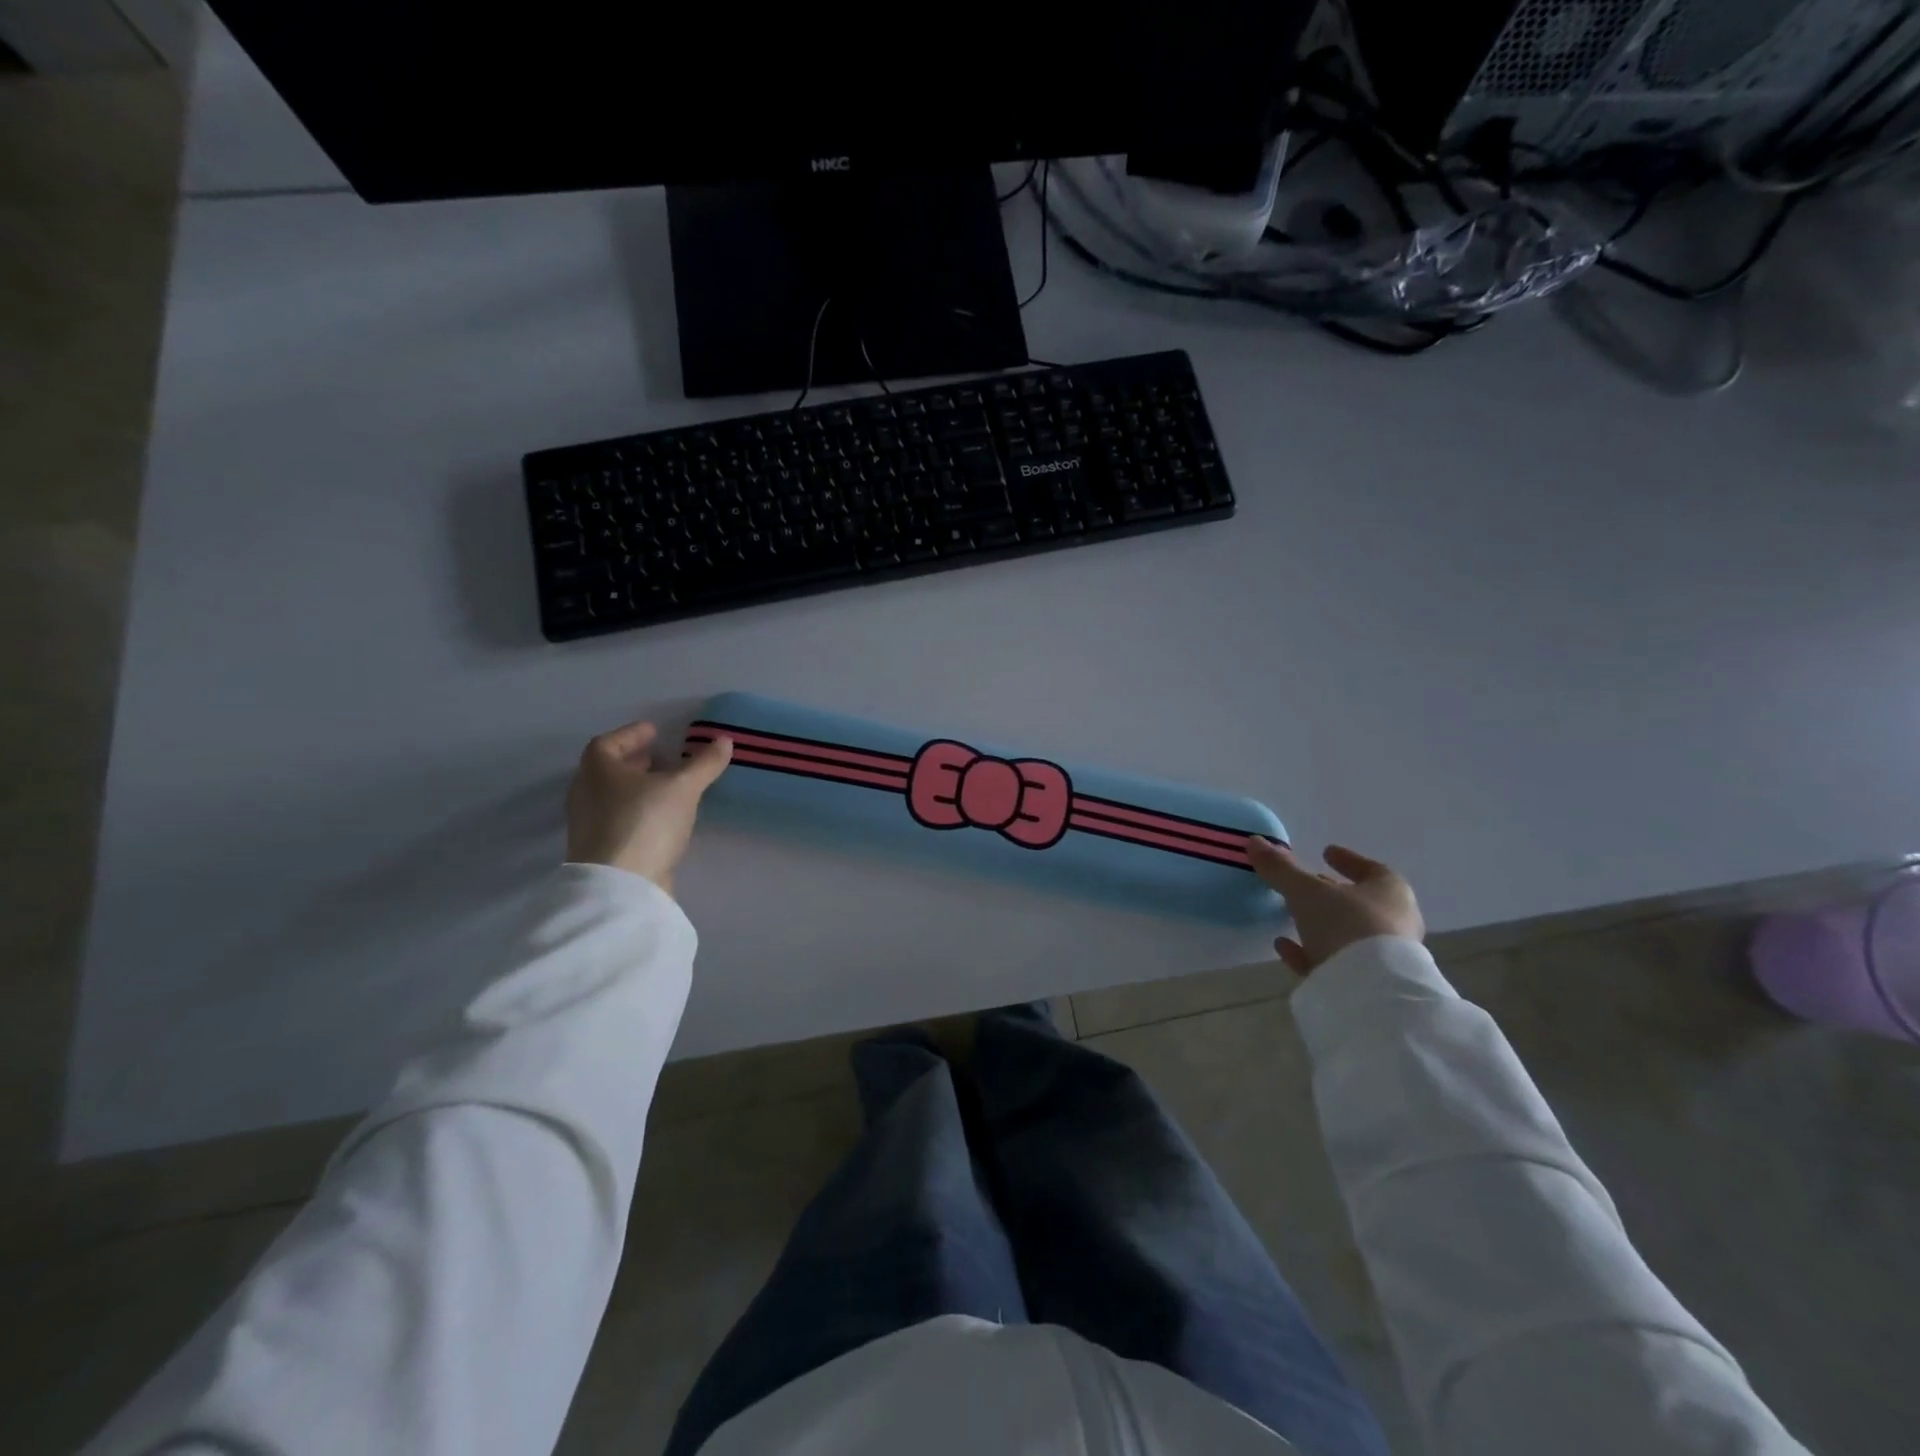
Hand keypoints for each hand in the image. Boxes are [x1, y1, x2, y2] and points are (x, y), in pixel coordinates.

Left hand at [565, 720, 732, 894]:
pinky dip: (639, 811)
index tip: (654, 731)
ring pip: (614, 796)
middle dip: (636, 762)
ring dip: (638, 788)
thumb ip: (704, 763)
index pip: (608, 742)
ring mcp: (589, 824)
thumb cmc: (645, 822)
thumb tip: (724, 740)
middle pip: (609, 770)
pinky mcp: (600, 850)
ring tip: (667, 787)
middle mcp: (586, 793)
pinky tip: (663, 818)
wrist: (620, 886)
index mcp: (597, 770)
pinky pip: (620, 819)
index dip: (631, 734)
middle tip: (662, 757)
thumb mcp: (683, 787)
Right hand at [1245, 840, 1423, 975]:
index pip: (1371, 869)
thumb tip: (1255, 841)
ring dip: (1319, 924)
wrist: (1371, 991)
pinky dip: (1309, 951)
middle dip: (1331, 893)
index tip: (1326, 851)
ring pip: (1347, 933)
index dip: (1347, 859)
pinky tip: (1284, 947)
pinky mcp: (1366, 983)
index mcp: (1390, 892)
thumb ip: (1280, 868)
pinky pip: (1334, 961)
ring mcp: (1382, 956)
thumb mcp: (1306, 891)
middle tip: (1305, 885)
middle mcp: (1393, 921)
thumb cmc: (1347, 924)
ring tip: (1288, 916)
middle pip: (1359, 902)